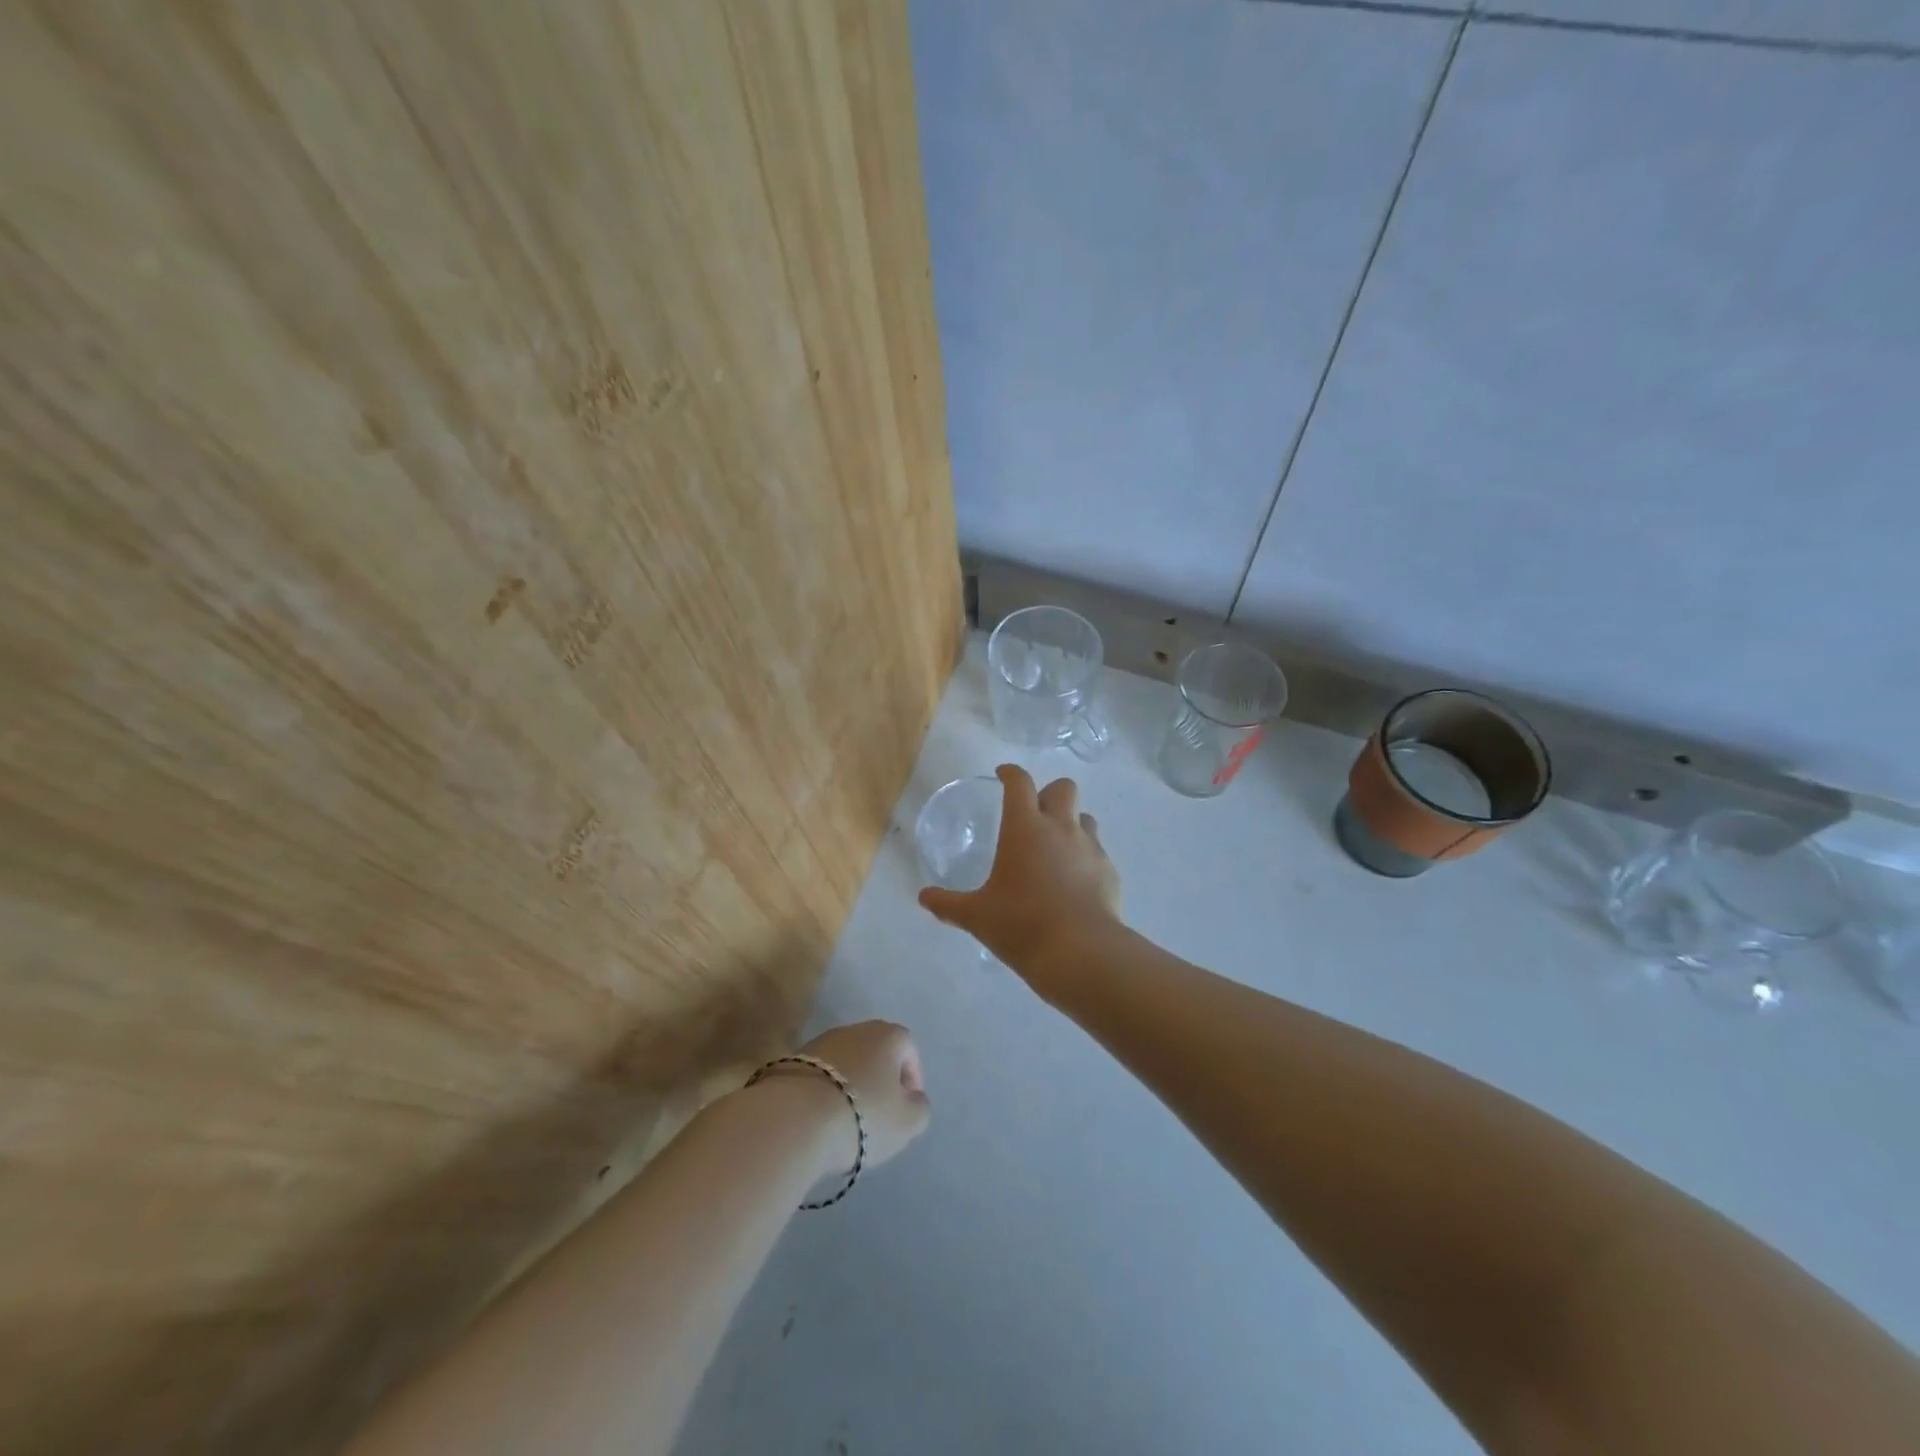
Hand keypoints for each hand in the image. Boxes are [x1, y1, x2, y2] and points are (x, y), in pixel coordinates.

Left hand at [794, 1021, 930, 1175]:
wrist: (793, 1118)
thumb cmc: (863, 1115)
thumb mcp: (908, 1122)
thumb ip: (919, 1107)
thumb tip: (913, 1098)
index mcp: (887, 1035)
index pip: (908, 1048)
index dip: (912, 1077)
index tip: (907, 1107)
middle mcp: (854, 1029)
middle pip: (875, 1052)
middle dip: (880, 1080)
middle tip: (879, 1114)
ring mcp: (819, 1042)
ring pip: (845, 1063)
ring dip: (851, 1085)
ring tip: (847, 1121)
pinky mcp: (791, 1061)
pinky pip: (819, 1076)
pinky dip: (825, 1092)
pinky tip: (821, 1119)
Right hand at [917, 764, 1122, 978]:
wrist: (1081, 953)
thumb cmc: (1021, 924)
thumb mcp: (977, 916)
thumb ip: (949, 904)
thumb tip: (924, 898)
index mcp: (1025, 828)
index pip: (1019, 783)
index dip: (1010, 773)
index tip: (1003, 775)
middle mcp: (1061, 828)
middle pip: (1063, 787)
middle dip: (1048, 793)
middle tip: (1033, 814)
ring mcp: (1090, 848)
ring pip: (1085, 817)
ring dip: (1071, 823)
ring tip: (1056, 848)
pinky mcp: (1109, 872)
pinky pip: (1098, 852)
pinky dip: (1085, 858)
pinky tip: (1074, 882)